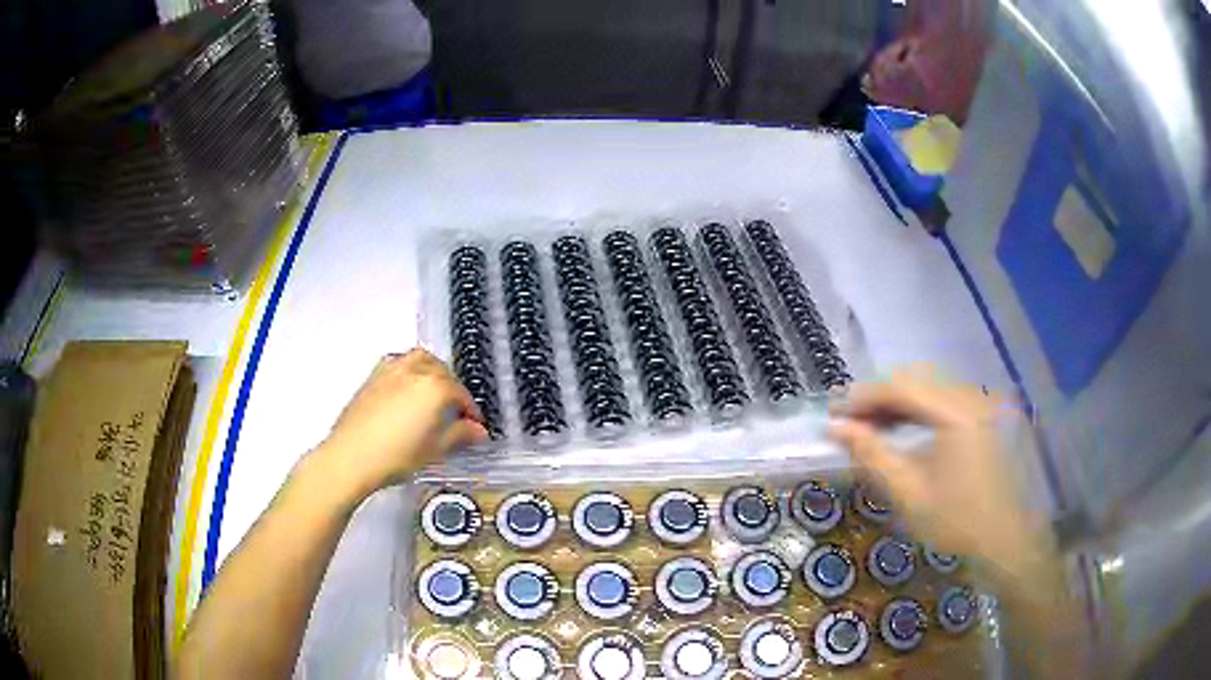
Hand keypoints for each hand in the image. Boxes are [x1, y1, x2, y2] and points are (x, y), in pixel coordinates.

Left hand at [315, 349, 487, 498]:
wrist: (351, 456)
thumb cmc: (397, 456)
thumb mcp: (435, 450)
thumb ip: (460, 435)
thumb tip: (478, 431)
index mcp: (436, 387)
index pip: (462, 394)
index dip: (472, 411)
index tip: (476, 426)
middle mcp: (416, 370)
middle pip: (443, 371)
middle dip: (453, 388)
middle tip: (456, 411)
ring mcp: (392, 369)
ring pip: (420, 360)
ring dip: (432, 372)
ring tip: (432, 393)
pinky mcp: (373, 375)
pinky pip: (399, 363)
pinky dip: (410, 371)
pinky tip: (407, 391)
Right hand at [829, 372, 1044, 571]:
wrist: (1005, 540)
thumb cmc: (956, 522)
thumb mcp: (908, 493)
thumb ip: (872, 455)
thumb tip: (836, 428)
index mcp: (956, 412)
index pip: (901, 387)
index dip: (863, 397)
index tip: (834, 416)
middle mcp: (971, 397)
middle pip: (916, 381)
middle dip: (878, 399)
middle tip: (849, 424)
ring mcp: (981, 404)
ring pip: (929, 388)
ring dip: (897, 404)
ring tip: (870, 428)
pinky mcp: (984, 415)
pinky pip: (943, 400)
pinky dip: (918, 411)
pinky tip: (903, 431)